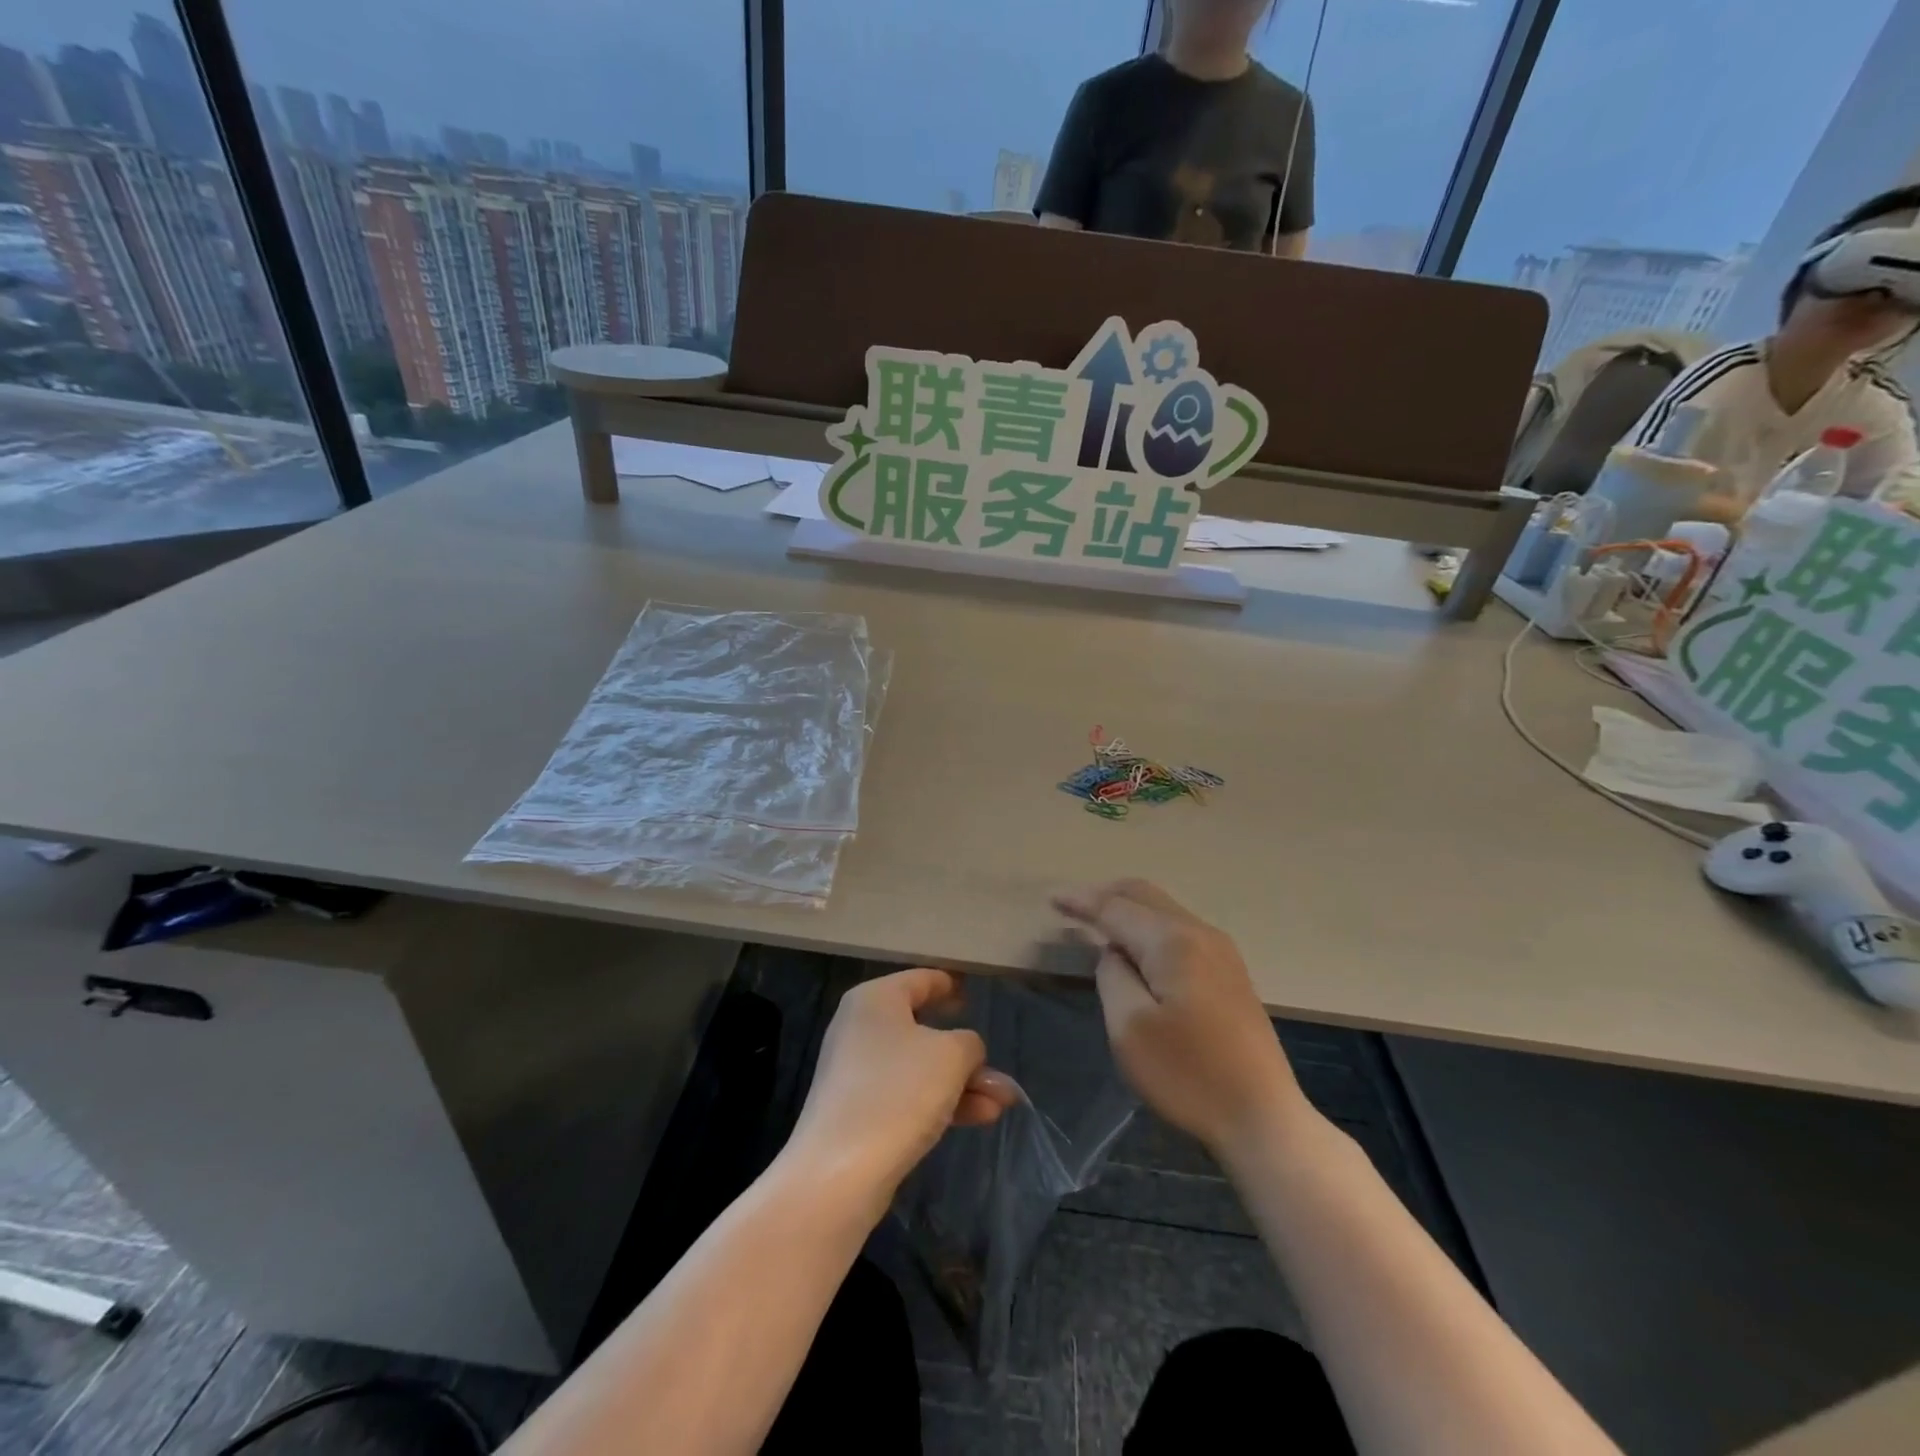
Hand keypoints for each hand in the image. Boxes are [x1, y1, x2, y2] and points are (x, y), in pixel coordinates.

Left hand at [788, 969, 1018, 1217]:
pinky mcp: (860, 1112)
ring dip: (963, 1083)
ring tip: (1003, 1103)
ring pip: (921, 1068)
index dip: (950, 985)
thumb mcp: (950, 1056)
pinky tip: (981, 1118)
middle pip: (924, 1029)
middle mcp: (862, 1028)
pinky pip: (908, 1096)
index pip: (920, 979)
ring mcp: (858, 1072)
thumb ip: (969, 1043)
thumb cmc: (897, 1092)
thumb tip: (966, 1050)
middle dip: (967, 1054)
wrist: (839, 1173)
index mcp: (875, 999)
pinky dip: (942, 1102)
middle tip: (999, 1068)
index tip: (973, 992)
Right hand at [1055, 880, 1306, 1156]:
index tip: (1052, 899)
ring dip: (1129, 910)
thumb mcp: (1129, 1028)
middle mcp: (1200, 933)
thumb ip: (1112, 976)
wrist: (1263, 1118)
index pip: (1116, 907)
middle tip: (1072, 906)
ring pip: (1164, 910)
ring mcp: (1221, 951)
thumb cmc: (1189, 1075)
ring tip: (1098, 924)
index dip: (1082, 901)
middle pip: (1145, 895)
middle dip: (1106, 894)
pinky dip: (1149, 927)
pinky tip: (1137, 948)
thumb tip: (1115, 953)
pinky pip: (1179, 930)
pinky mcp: (1230, 973)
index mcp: (1172, 941)